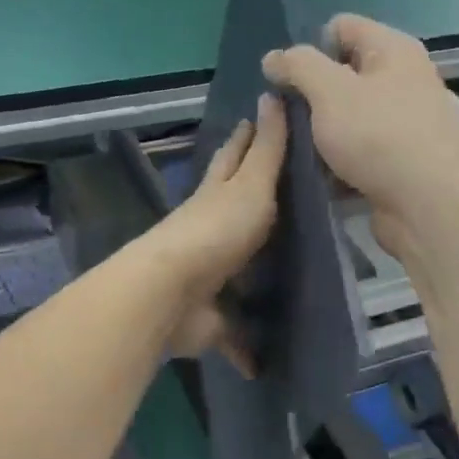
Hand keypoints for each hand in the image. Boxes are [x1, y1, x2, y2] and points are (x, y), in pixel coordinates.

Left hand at [139, 94, 287, 370]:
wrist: (171, 292)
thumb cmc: (216, 232)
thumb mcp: (250, 185)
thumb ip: (266, 150)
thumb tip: (272, 94)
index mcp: (217, 196)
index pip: (234, 158)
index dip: (247, 139)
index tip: (258, 119)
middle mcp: (209, 232)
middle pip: (232, 211)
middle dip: (251, 202)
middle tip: (285, 196)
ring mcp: (207, 276)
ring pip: (236, 270)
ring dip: (252, 274)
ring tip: (287, 275)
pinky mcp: (208, 319)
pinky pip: (234, 335)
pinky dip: (245, 348)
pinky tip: (262, 364)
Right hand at [262, 14, 458, 260]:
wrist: (428, 205)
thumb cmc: (378, 136)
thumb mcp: (329, 91)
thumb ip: (298, 66)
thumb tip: (273, 57)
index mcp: (392, 50)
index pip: (340, 27)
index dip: (309, 48)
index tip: (289, 81)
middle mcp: (403, 79)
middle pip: (343, 73)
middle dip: (311, 93)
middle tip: (287, 117)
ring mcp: (403, 121)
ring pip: (347, 115)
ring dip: (321, 130)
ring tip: (298, 148)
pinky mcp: (399, 159)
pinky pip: (358, 148)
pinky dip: (337, 158)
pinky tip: (319, 174)